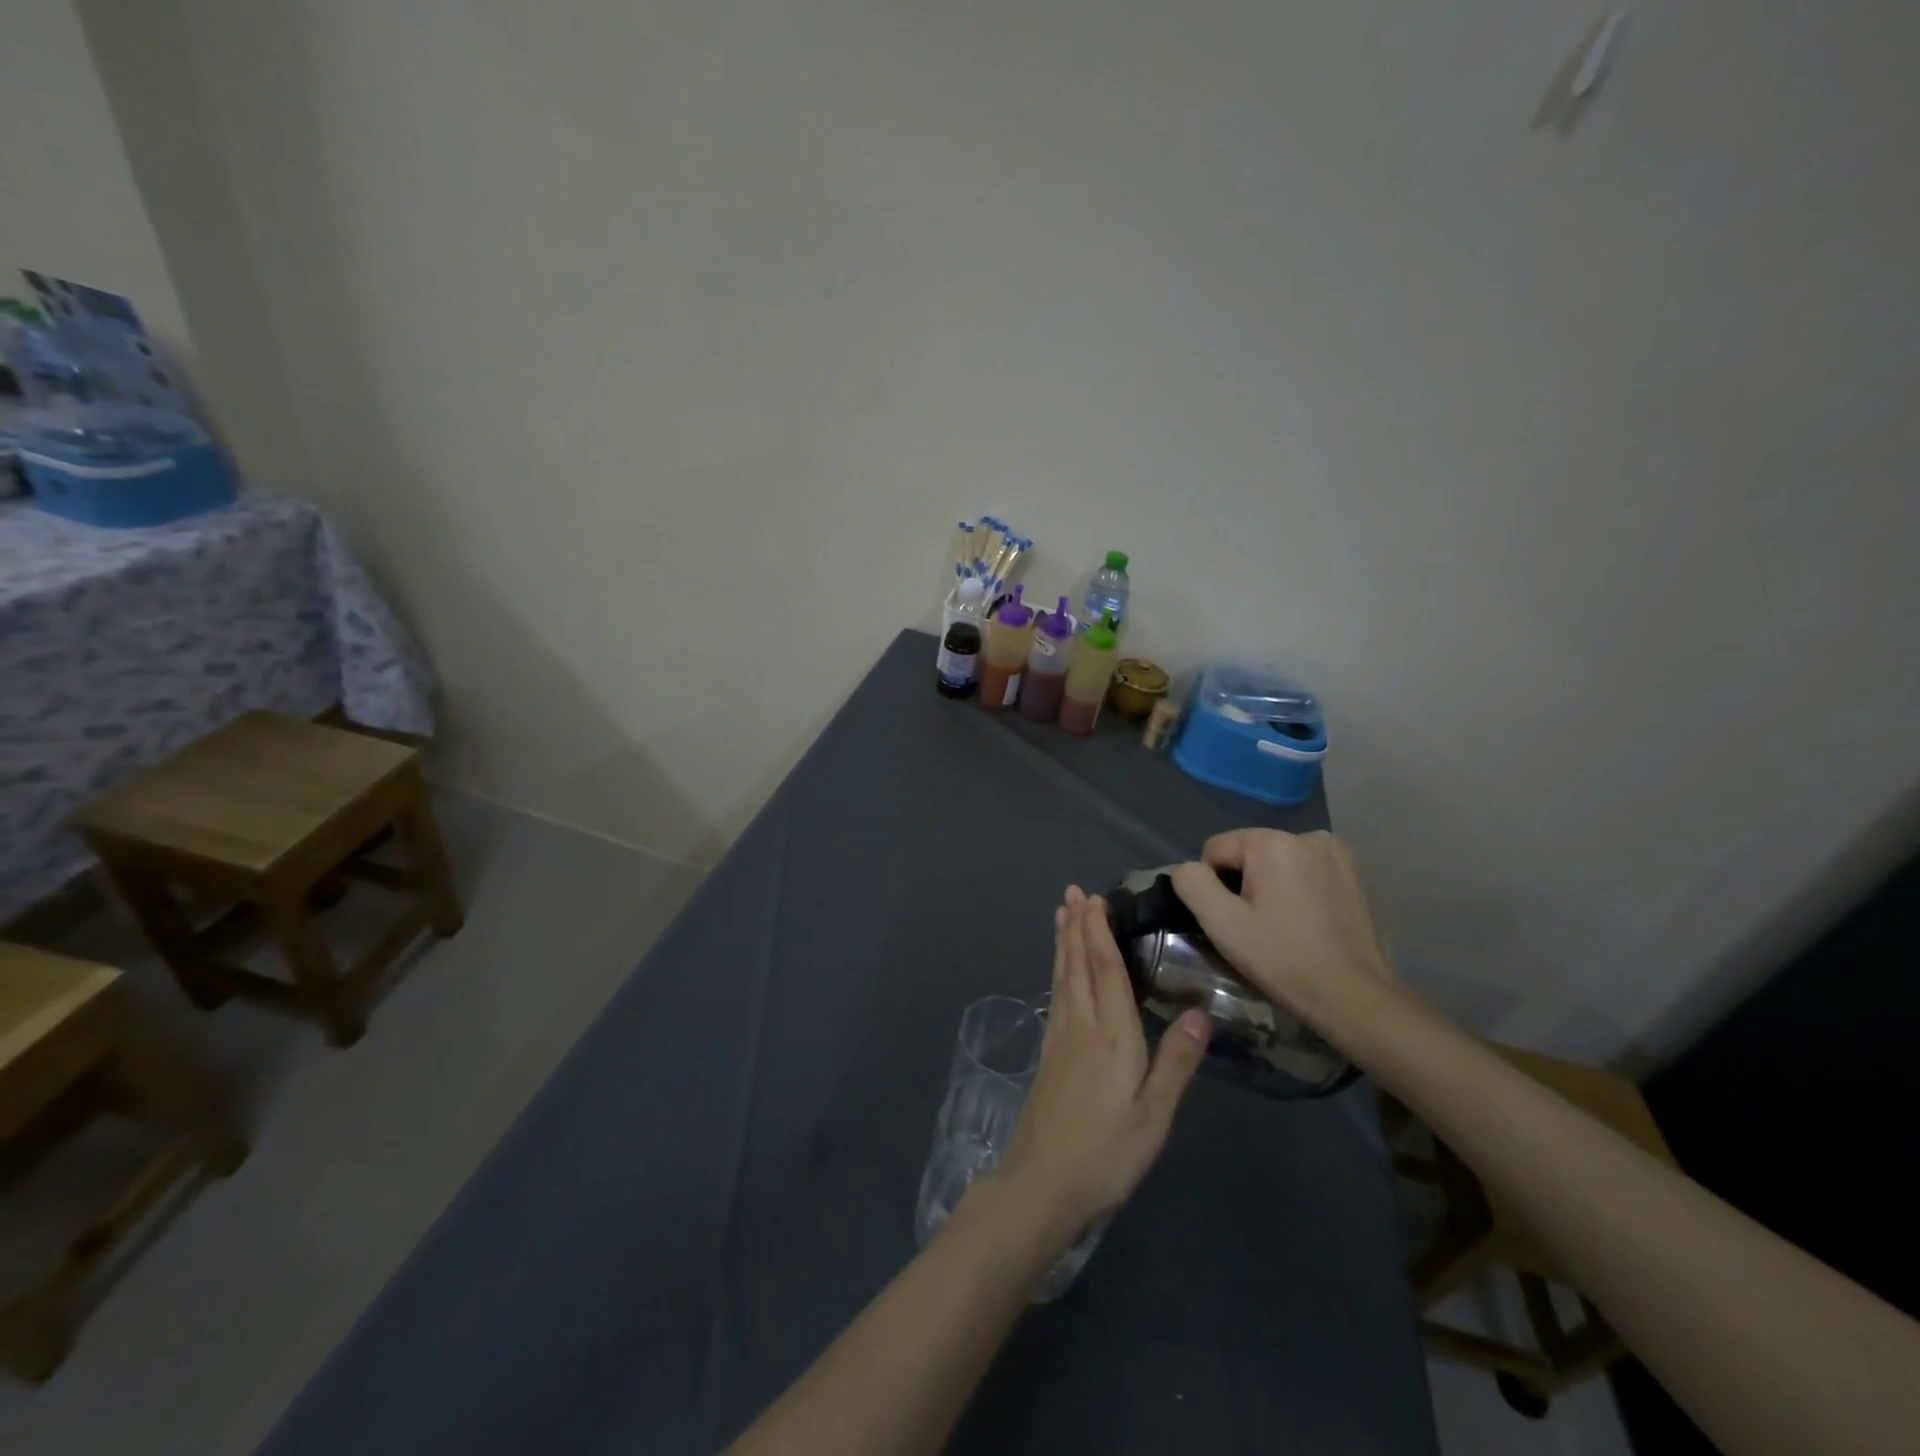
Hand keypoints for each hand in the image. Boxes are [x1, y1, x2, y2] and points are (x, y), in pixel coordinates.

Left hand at [994, 887, 1211, 1245]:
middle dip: (1076, 926)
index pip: (1105, 969)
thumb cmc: (1106, 1152)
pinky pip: (1055, 995)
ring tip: (1061, 915)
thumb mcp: (1154, 1115)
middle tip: (1072, 892)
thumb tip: (1200, 1011)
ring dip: (1064, 943)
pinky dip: (1058, 971)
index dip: (1099, 932)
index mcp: (1111, 1034)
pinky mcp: (1048, 1054)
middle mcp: (1081, 1025)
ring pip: (1062, 977)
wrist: (1043, 1183)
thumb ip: (1176, 1061)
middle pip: (1078, 964)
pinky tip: (1059, 971)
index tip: (1094, 899)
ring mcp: (1060, 1038)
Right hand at [1169, 830, 1397, 1036]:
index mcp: (1274, 842)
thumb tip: (1188, 869)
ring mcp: (1339, 854)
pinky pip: (1307, 872)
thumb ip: (1191, 883)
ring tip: (1283, 927)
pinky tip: (1308, 924)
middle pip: (1249, 853)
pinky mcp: (1357, 875)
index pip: (1216, 849)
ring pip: (1278, 863)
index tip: (1234, 921)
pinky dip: (1300, 891)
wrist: (1357, 999)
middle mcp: (1308, 836)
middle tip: (1257, 928)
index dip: (1214, 886)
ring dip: (1272, 886)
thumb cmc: (1284, 960)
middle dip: (1244, 884)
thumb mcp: (1222, 924)